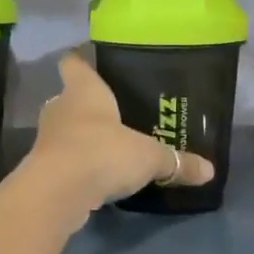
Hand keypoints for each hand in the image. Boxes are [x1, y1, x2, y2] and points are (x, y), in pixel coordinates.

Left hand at [28, 52, 215, 208]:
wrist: (58, 192)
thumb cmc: (102, 152)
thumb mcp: (149, 157)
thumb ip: (177, 162)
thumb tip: (210, 170)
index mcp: (84, 90)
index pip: (73, 63)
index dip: (80, 60)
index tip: (90, 61)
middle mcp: (61, 107)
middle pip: (69, 97)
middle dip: (87, 105)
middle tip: (113, 112)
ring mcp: (48, 138)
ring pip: (65, 129)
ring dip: (81, 137)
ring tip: (108, 146)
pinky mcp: (43, 167)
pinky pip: (64, 158)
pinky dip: (77, 164)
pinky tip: (97, 175)